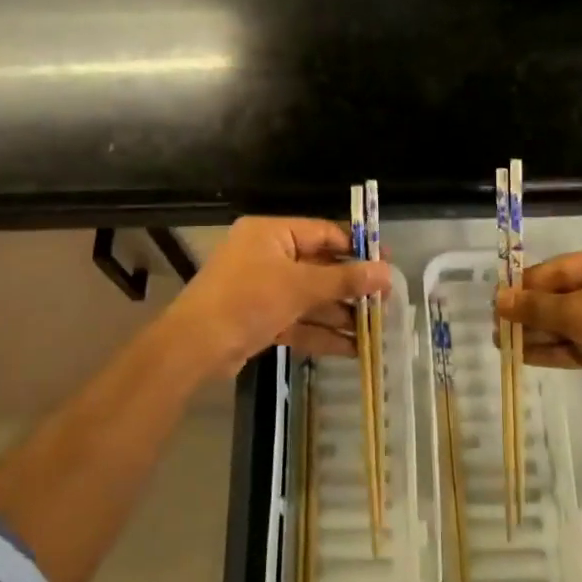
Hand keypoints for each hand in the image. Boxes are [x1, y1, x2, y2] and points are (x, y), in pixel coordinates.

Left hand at [154, 217, 391, 380]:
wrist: (194, 347)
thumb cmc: (248, 300)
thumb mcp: (300, 286)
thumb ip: (344, 279)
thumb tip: (386, 272)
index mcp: (271, 234)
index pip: (323, 233)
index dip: (356, 249)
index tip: (386, 264)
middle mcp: (267, 256)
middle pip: (319, 267)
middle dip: (351, 287)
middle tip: (385, 301)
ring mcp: (262, 289)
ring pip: (310, 298)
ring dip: (340, 313)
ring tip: (375, 329)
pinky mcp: (259, 319)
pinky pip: (298, 320)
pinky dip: (321, 332)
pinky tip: (352, 348)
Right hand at [494, 247, 581, 419]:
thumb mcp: (577, 313)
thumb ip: (536, 306)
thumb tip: (499, 298)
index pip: (557, 268)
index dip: (525, 285)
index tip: (496, 302)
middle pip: (563, 294)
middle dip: (530, 313)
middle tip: (497, 328)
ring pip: (571, 321)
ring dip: (539, 332)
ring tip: (504, 345)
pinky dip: (557, 348)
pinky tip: (526, 356)